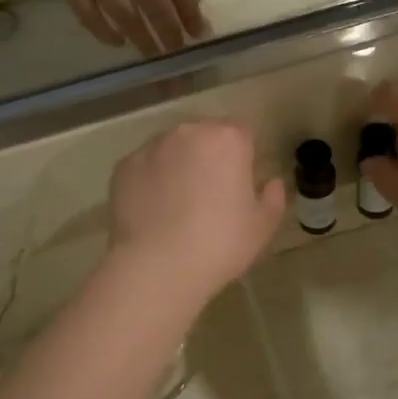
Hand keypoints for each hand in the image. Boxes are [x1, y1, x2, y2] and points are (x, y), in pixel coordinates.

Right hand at [30, 0, 206, 54]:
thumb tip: (190, 4)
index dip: (188, 5)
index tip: (199, 30)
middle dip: (168, 28)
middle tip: (177, 49)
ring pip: (124, 12)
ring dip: (142, 38)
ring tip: (154, 53)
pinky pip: (91, 17)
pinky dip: (106, 33)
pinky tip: (119, 42)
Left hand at [107, 122, 285, 304]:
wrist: (156, 267)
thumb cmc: (219, 244)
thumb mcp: (262, 227)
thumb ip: (273, 198)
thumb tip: (271, 182)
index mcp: (227, 140)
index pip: (243, 131)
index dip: (244, 154)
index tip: (241, 181)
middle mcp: (188, 132)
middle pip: (205, 134)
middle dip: (210, 155)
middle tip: (210, 193)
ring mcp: (151, 147)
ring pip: (172, 148)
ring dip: (178, 164)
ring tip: (177, 203)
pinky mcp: (124, 166)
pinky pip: (145, 166)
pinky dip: (150, 180)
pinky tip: (153, 210)